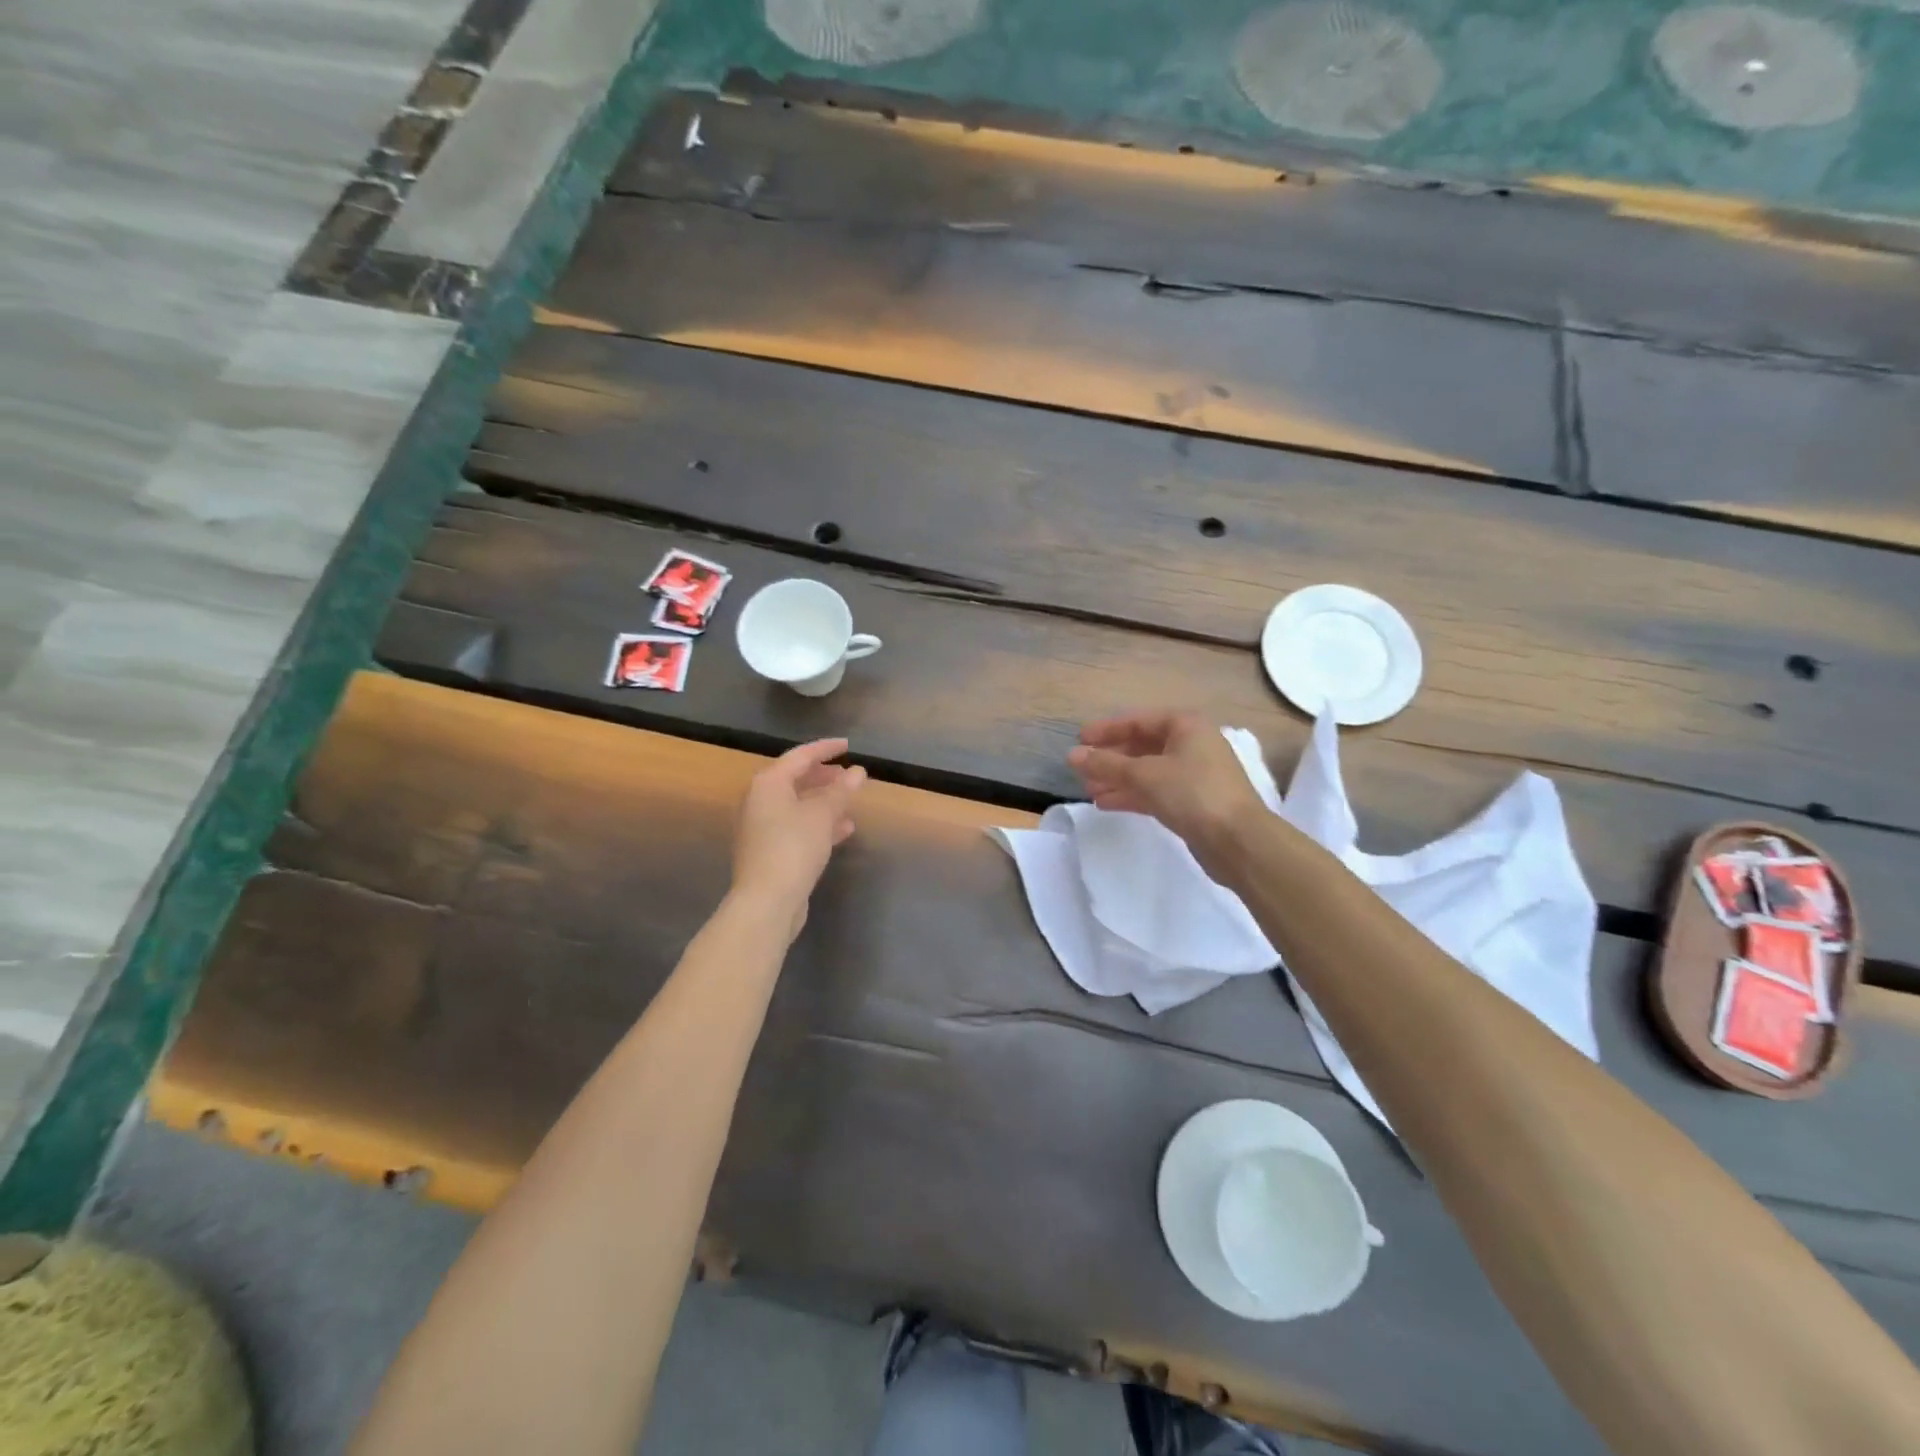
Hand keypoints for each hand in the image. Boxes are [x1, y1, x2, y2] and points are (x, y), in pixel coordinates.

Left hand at [731, 738, 866, 936]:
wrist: (766, 901)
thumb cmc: (793, 847)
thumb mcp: (822, 815)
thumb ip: (841, 791)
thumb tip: (858, 772)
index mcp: (768, 784)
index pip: (800, 756)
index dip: (825, 749)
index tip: (848, 746)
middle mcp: (760, 801)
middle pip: (795, 780)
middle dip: (824, 776)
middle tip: (849, 775)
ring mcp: (762, 828)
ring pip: (798, 805)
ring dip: (824, 801)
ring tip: (851, 801)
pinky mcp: (770, 851)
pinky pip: (798, 827)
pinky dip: (819, 824)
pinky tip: (844, 829)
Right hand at [1068, 710, 1265, 873]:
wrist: (1239, 841)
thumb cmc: (1193, 793)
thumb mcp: (1144, 774)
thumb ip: (1106, 764)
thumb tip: (1072, 755)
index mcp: (1185, 726)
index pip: (1138, 720)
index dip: (1107, 730)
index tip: (1079, 740)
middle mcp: (1192, 744)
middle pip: (1142, 745)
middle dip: (1111, 758)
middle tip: (1081, 769)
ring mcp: (1194, 774)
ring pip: (1147, 771)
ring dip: (1117, 778)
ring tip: (1088, 790)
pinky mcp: (1193, 802)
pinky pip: (1155, 791)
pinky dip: (1131, 794)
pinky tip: (1106, 803)